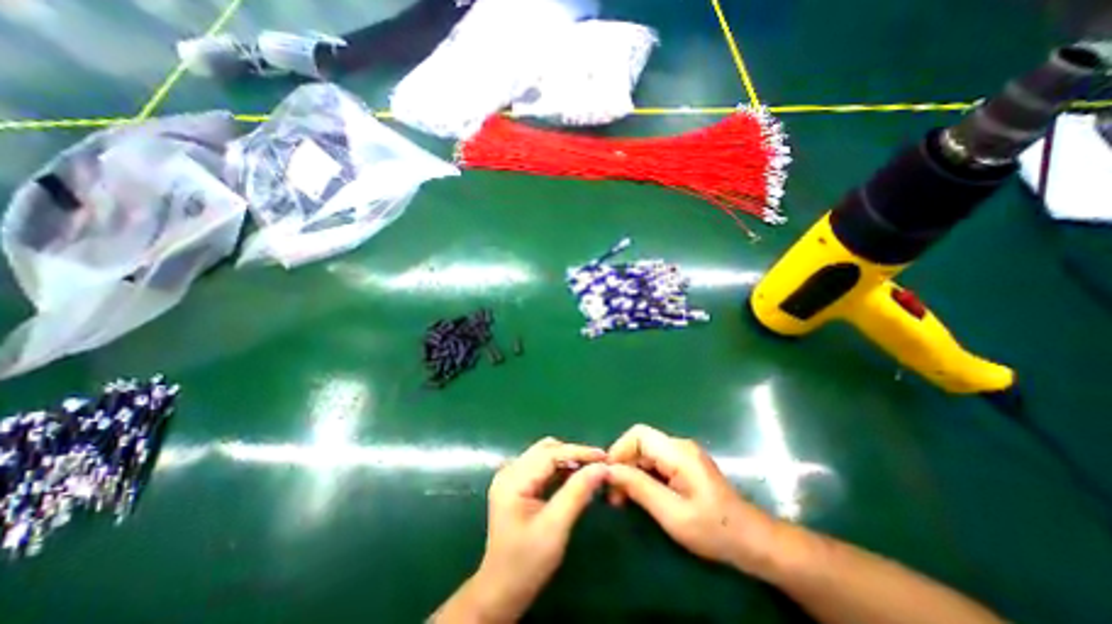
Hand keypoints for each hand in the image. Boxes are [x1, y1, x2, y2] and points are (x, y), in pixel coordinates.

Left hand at [449, 437, 605, 620]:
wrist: (501, 591)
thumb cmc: (527, 562)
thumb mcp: (555, 528)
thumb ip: (577, 493)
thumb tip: (601, 468)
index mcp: (513, 479)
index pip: (550, 453)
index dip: (578, 452)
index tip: (603, 456)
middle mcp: (509, 471)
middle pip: (546, 449)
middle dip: (573, 454)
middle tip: (598, 464)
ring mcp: (511, 476)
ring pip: (545, 455)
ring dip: (567, 459)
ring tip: (590, 469)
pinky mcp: (516, 484)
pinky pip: (541, 466)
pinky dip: (560, 468)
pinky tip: (574, 477)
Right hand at [606, 425, 774, 575]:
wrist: (753, 541)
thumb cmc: (714, 530)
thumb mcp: (672, 514)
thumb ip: (639, 488)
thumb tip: (609, 470)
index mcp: (678, 453)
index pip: (638, 435)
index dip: (619, 450)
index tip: (608, 476)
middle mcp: (679, 446)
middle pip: (640, 443)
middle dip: (623, 464)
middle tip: (612, 493)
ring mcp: (683, 454)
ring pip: (646, 452)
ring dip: (631, 471)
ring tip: (621, 498)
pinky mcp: (684, 464)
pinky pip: (655, 461)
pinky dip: (642, 475)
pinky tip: (639, 495)